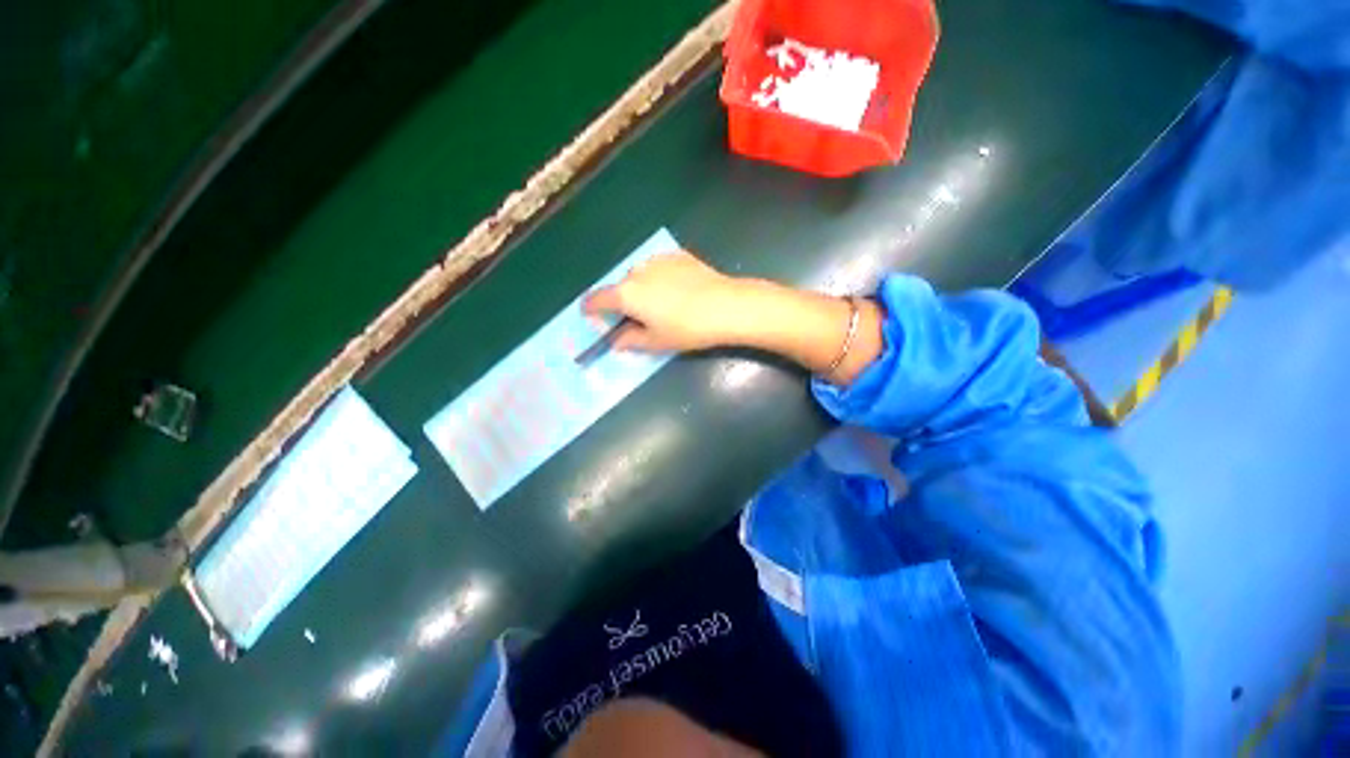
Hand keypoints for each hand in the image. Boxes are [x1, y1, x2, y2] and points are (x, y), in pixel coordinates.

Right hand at [582, 251, 740, 351]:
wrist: (726, 306)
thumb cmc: (687, 329)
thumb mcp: (656, 341)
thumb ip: (631, 340)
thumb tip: (616, 341)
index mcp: (627, 294)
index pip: (597, 299)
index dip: (591, 310)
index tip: (592, 317)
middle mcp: (637, 272)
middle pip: (620, 287)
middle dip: (623, 303)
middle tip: (638, 319)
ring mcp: (658, 260)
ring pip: (640, 275)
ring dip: (642, 289)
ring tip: (662, 305)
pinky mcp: (677, 255)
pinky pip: (659, 268)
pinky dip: (660, 278)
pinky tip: (678, 291)